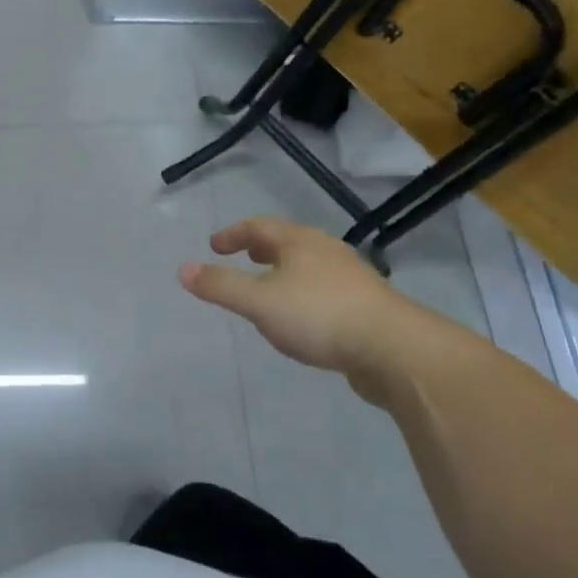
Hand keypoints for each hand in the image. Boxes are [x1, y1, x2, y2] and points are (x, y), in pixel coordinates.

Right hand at [180, 215, 421, 378]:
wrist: (395, 350)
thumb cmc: (320, 316)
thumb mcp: (259, 302)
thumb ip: (220, 287)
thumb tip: (182, 269)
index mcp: (299, 242)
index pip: (258, 227)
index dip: (233, 234)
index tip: (214, 246)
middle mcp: (326, 251)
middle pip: (288, 242)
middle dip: (262, 249)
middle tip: (244, 257)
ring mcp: (351, 277)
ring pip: (309, 266)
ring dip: (285, 272)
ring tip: (270, 289)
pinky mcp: (367, 305)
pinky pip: (326, 290)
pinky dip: (305, 294)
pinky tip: (304, 319)